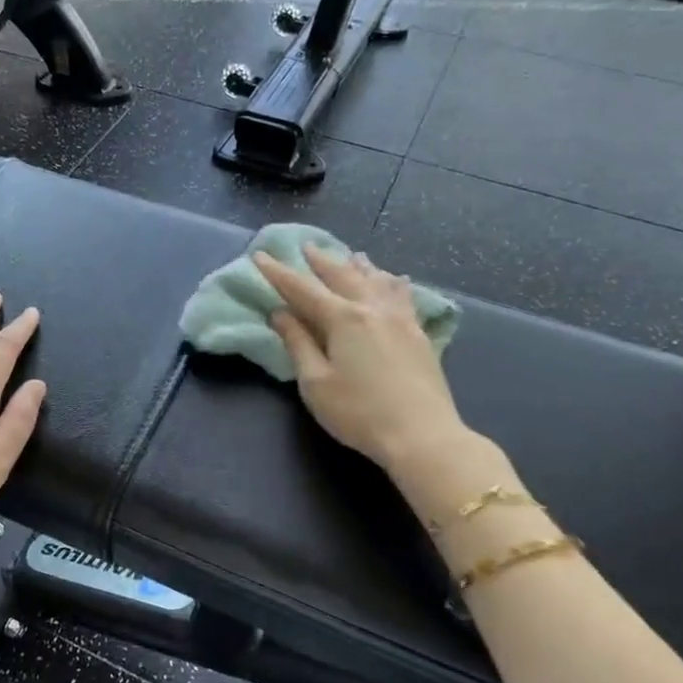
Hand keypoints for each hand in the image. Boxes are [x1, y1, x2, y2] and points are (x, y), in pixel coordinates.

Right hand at [259, 245, 466, 479]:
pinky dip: (393, 283)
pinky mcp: (419, 334)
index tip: (260, 255)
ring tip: (350, 255)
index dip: (278, 273)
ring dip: (358, 266)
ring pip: (377, 280)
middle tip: (307, 246)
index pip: (302, 289)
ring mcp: (401, 319)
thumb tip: (281, 314)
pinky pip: (403, 296)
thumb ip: (298, 344)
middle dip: (321, 261)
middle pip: (342, 276)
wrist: (422, 436)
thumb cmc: (359, 412)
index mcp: (343, 318)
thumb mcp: (315, 383)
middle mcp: (372, 308)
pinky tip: (396, 280)